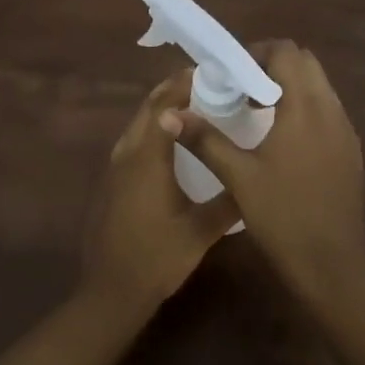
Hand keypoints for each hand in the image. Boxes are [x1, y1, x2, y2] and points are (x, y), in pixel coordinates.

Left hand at [81, 69, 240, 314]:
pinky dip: (149, 127)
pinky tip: (167, 140)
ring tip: (188, 101)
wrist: (111, 291)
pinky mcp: (110, 182)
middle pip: (147, 109)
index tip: (209, 74)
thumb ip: (228, 202)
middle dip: (171, 89)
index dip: (184, 86)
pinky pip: (131, 141)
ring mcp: (114, 168)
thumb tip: (254, 179)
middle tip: (202, 81)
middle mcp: (127, 155)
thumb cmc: (158, 257)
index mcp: (148, 159)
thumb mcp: (201, 231)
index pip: (165, 108)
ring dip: (158, 107)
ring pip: (136, 124)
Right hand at [164, 41, 364, 309]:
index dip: (256, 54)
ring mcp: (346, 131)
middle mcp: (332, 110)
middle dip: (272, 67)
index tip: (230, 75)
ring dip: (288, 88)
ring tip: (255, 114)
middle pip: (306, 63)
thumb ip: (205, 139)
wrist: (332, 266)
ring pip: (319, 87)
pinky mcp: (350, 151)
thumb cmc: (283, 217)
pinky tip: (280, 140)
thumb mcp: (238, 177)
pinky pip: (327, 111)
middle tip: (240, 90)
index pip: (287, 52)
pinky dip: (303, 109)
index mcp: (306, 108)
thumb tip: (170, 114)